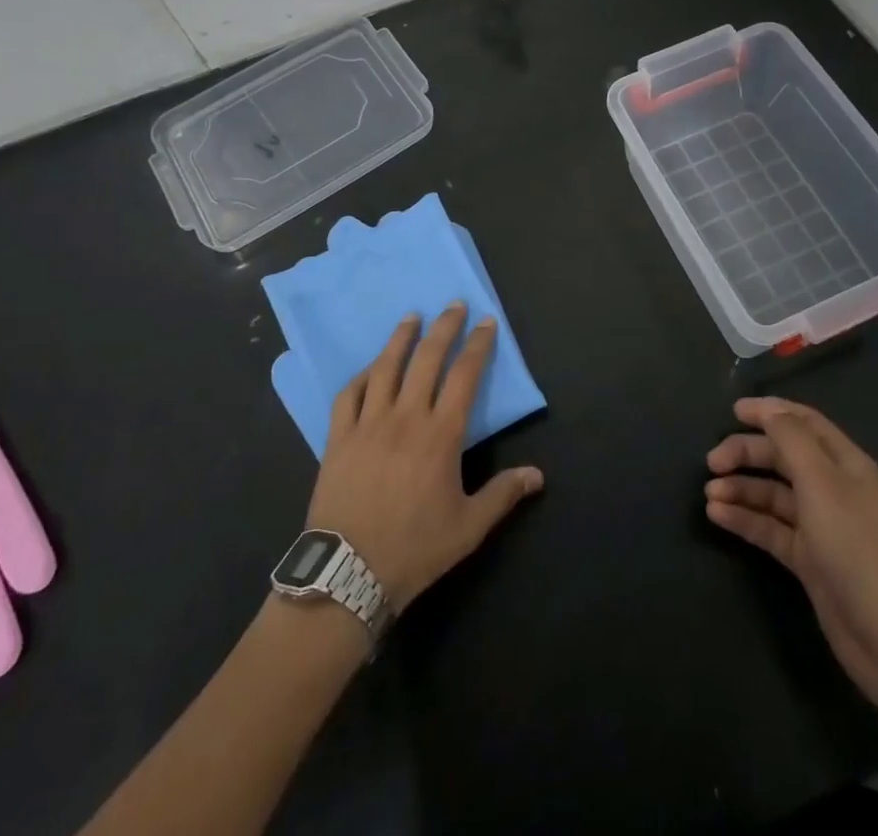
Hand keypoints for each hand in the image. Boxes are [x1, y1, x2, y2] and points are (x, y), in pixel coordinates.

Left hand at [307, 305, 543, 614]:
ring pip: (386, 367)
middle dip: (444, 327)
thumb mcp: (468, 527)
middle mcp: (406, 417)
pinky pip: (349, 394)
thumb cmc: (415, 549)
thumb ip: (503, 495)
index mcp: (441, 435)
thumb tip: (538, 475)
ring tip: (411, 317)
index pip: (465, 376)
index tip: (486, 322)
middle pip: (427, 359)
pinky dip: (362, 376)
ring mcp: (368, 423)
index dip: (478, 345)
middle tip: (453, 304)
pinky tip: (370, 369)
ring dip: (401, 338)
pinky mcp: (339, 437)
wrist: (348, 573)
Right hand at [705, 397, 877, 703]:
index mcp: (844, 463)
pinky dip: (744, 518)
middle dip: (746, 453)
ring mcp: (819, 525)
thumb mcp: (822, 484)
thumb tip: (767, 409)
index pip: (803, 422)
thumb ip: (791, 440)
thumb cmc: (857, 548)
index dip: (769, 412)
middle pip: (782, 456)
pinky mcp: (807, 559)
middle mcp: (831, 488)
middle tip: (711, 462)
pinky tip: (716, 515)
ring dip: (740, 488)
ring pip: (771, 493)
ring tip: (709, 494)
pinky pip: (769, 527)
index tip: (733, 411)